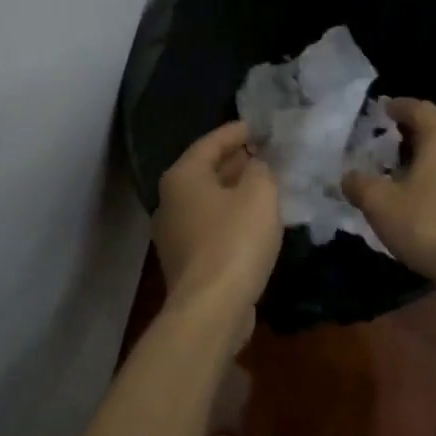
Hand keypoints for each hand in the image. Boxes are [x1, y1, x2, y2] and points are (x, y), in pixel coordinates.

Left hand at [154, 120, 281, 331]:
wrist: (211, 308)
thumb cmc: (235, 240)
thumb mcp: (259, 193)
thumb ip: (261, 169)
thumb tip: (256, 165)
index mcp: (182, 177)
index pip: (210, 142)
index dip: (237, 132)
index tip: (259, 127)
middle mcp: (170, 201)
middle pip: (205, 170)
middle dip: (236, 161)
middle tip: (265, 154)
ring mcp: (174, 233)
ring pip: (208, 200)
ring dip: (235, 191)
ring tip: (265, 185)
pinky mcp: (185, 261)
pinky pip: (211, 226)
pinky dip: (231, 217)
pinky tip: (255, 222)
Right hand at [342, 99, 435, 294]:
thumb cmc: (429, 225)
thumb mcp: (380, 204)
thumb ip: (359, 185)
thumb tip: (349, 177)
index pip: (421, 109)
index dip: (400, 106)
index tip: (383, 108)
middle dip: (409, 137)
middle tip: (384, 147)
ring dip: (423, 165)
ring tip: (399, 180)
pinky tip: (421, 208)